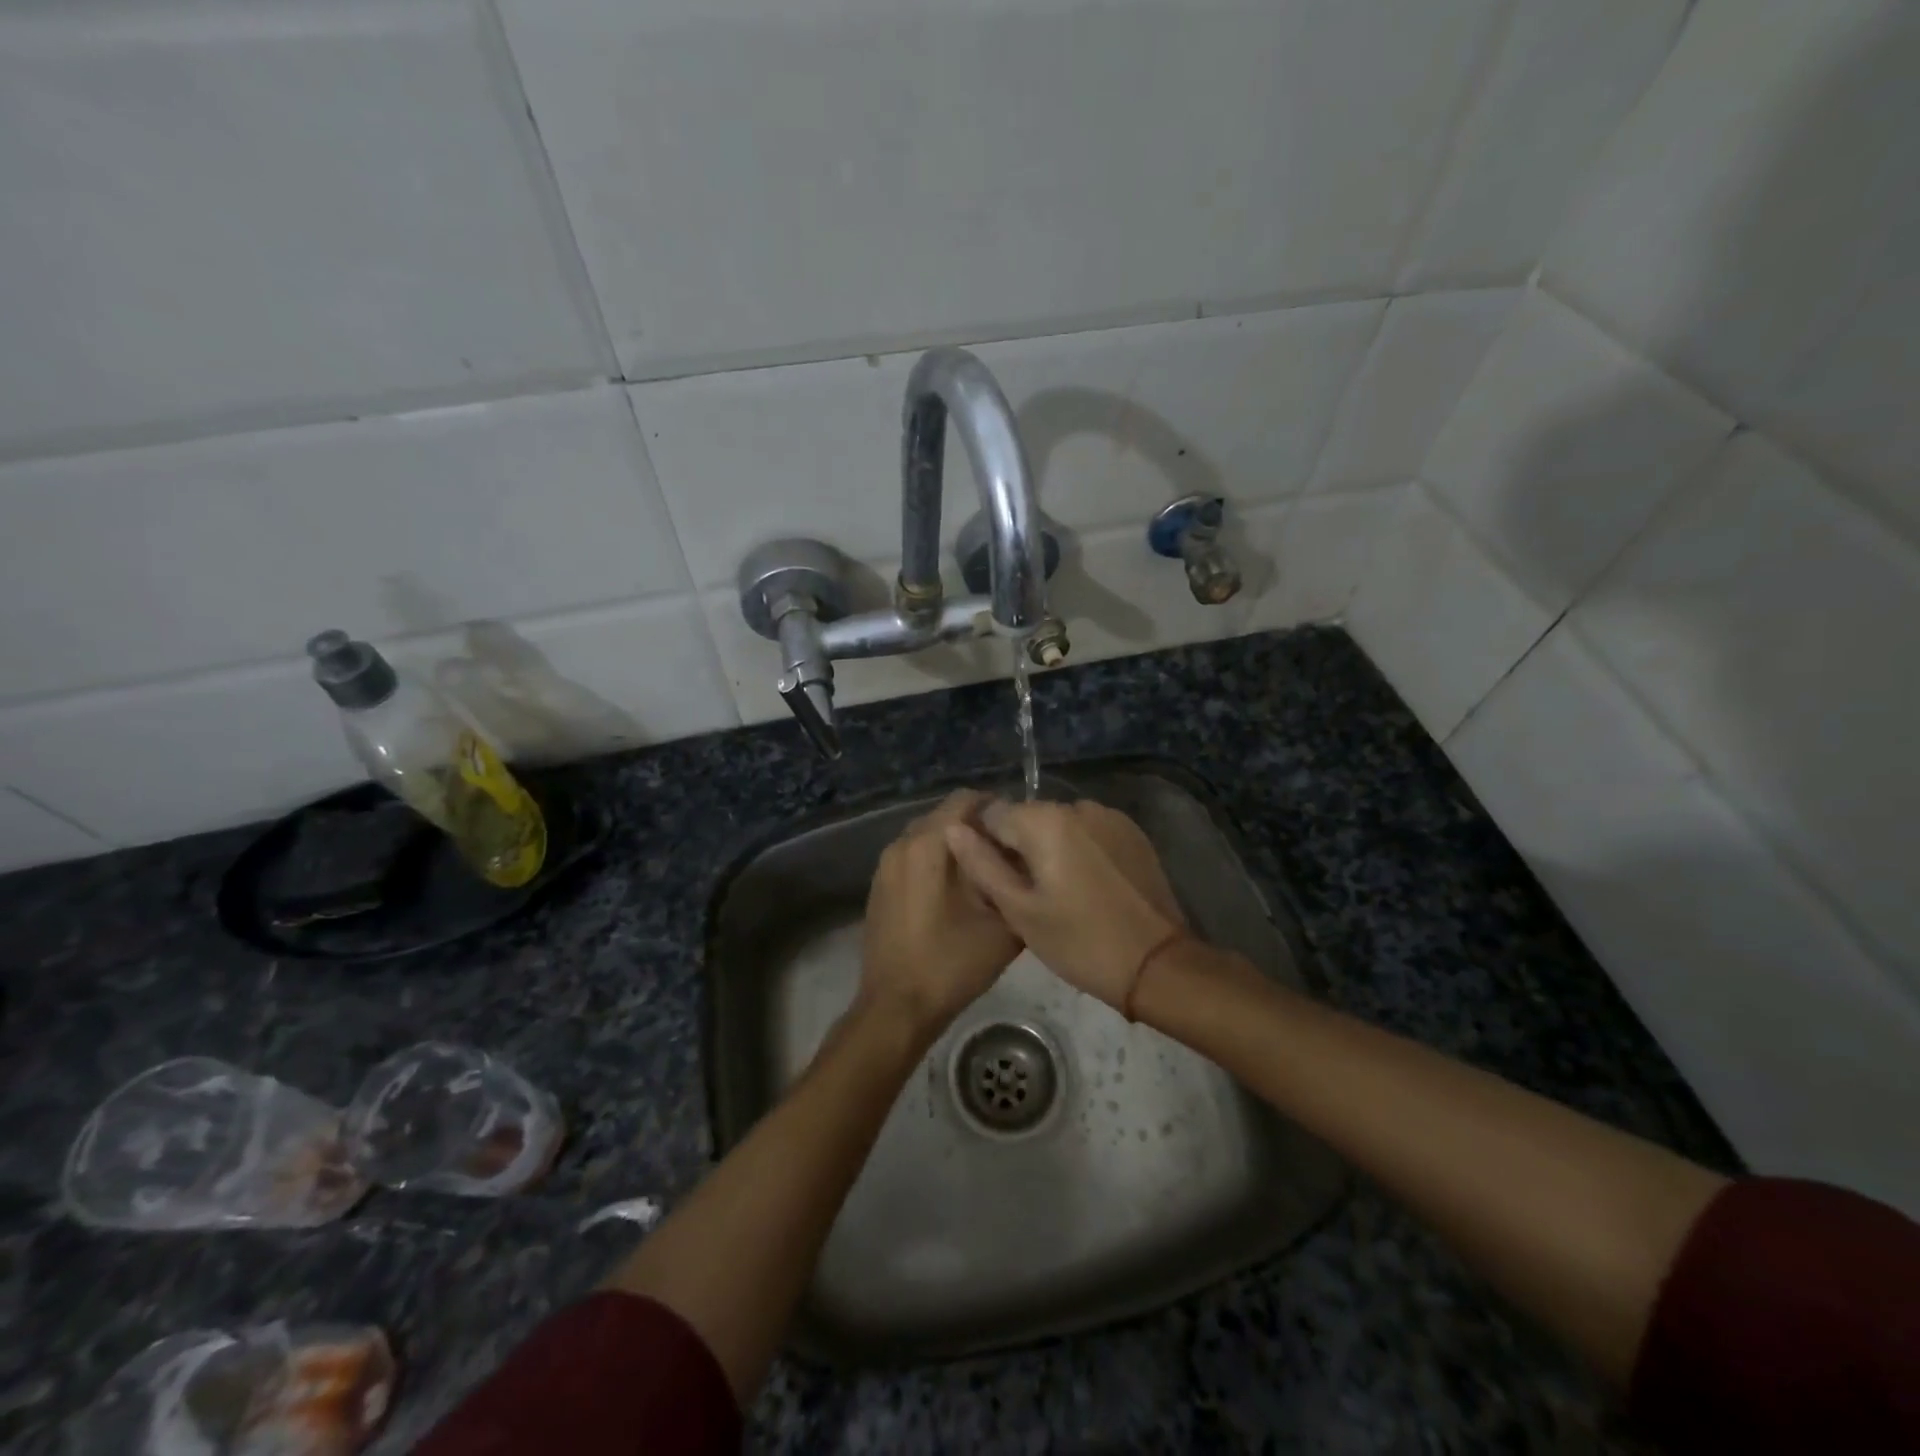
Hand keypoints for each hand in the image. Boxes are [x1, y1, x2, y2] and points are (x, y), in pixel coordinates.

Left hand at [858, 790, 1021, 1040]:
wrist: (897, 1007)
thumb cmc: (951, 963)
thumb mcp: (1002, 925)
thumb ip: (1016, 883)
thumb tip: (1026, 861)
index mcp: (929, 844)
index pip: (966, 799)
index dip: (997, 808)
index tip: (1020, 830)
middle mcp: (902, 843)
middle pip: (946, 815)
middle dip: (977, 827)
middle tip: (1008, 852)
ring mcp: (886, 865)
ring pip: (928, 836)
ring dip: (956, 845)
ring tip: (986, 872)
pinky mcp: (880, 886)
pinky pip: (913, 857)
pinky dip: (936, 862)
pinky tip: (956, 892)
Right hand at [943, 799, 1184, 1010]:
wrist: (1157, 964)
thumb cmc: (1079, 942)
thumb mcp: (1019, 911)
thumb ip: (982, 865)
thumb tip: (954, 829)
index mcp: (1045, 820)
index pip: (993, 814)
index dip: (986, 846)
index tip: (996, 881)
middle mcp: (1078, 805)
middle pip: (1028, 817)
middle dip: (1020, 847)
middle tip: (1026, 895)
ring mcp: (1110, 816)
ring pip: (1059, 825)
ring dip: (1051, 848)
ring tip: (1060, 893)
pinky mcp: (1132, 833)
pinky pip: (1089, 833)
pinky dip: (1080, 851)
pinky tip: (1088, 887)